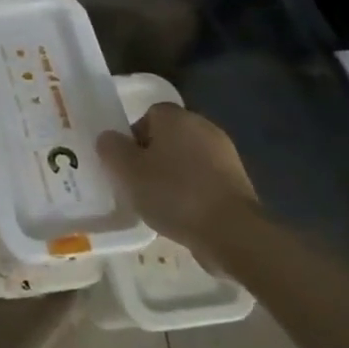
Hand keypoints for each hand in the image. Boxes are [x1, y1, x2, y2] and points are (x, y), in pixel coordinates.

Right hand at [98, 104, 259, 269]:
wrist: (232, 232)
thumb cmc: (173, 193)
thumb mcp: (126, 171)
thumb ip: (111, 148)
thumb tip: (109, 138)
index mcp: (176, 117)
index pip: (148, 115)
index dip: (133, 137)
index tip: (126, 164)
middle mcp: (204, 127)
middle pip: (168, 137)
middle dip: (152, 157)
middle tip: (138, 183)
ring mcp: (226, 155)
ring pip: (187, 159)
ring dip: (173, 175)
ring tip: (160, 203)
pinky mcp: (239, 182)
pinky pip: (205, 179)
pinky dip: (193, 191)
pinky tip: (184, 214)